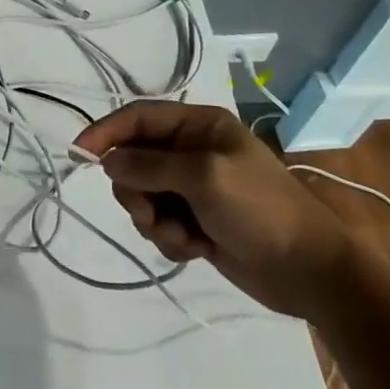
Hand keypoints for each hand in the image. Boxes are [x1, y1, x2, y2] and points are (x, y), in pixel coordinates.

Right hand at [75, 102, 352, 319]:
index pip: (139, 117)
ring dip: (154, 219)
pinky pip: (160, 224)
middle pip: (134, 160)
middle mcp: (192, 151)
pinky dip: (170, 238)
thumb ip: (150, 165)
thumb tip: (107, 160)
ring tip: (184, 236)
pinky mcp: (197, 221)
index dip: (106, 132)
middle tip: (153, 212)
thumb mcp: (204, 177)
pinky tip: (196, 249)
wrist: (309, 271)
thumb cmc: (260, 209)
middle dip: (137, 190)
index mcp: (199, 126)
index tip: (79, 154)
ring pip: (143, 195)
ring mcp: (194, 188)